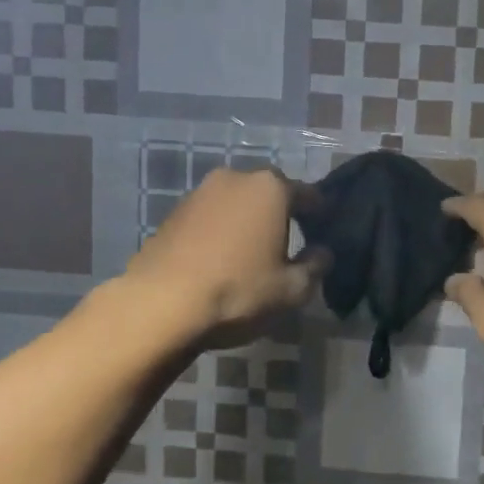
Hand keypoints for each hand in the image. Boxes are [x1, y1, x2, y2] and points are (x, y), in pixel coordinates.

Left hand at [122, 168, 328, 352]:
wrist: (159, 305)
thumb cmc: (237, 290)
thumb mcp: (291, 289)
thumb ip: (315, 266)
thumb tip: (322, 252)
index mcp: (271, 188)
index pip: (308, 194)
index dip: (320, 213)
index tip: (323, 231)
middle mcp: (236, 178)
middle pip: (269, 192)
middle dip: (280, 213)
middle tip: (288, 242)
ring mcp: (200, 193)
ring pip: (236, 203)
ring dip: (247, 221)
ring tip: (251, 253)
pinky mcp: (173, 213)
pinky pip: (210, 217)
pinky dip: (220, 231)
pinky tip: (220, 259)